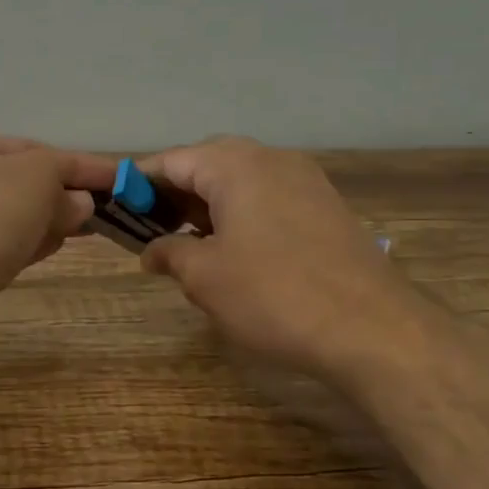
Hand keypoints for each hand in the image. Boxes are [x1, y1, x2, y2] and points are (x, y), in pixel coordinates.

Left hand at [0, 132, 110, 357]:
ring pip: (7, 217)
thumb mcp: (34, 178)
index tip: (119, 178)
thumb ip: (64, 178)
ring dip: (44, 221)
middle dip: (60, 194)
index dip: (78, 163)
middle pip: (16, 183)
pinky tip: (47, 250)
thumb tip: (79, 202)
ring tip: (82, 230)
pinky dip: (23, 246)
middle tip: (101, 209)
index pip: (28, 147)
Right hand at [139, 137, 418, 377]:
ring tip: (187, 245)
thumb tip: (152, 251)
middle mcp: (271, 160)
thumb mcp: (204, 277)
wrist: (372, 329)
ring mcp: (305, 182)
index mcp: (235, 165)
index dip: (139, 183)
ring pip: (240, 182)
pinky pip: (268, 199)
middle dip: (175, 194)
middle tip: (150, 229)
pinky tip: (233, 253)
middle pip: (207, 165)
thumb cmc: (273, 294)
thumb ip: (169, 253)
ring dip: (208, 206)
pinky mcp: (326, 208)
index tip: (116, 208)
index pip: (172, 160)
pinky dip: (241, 217)